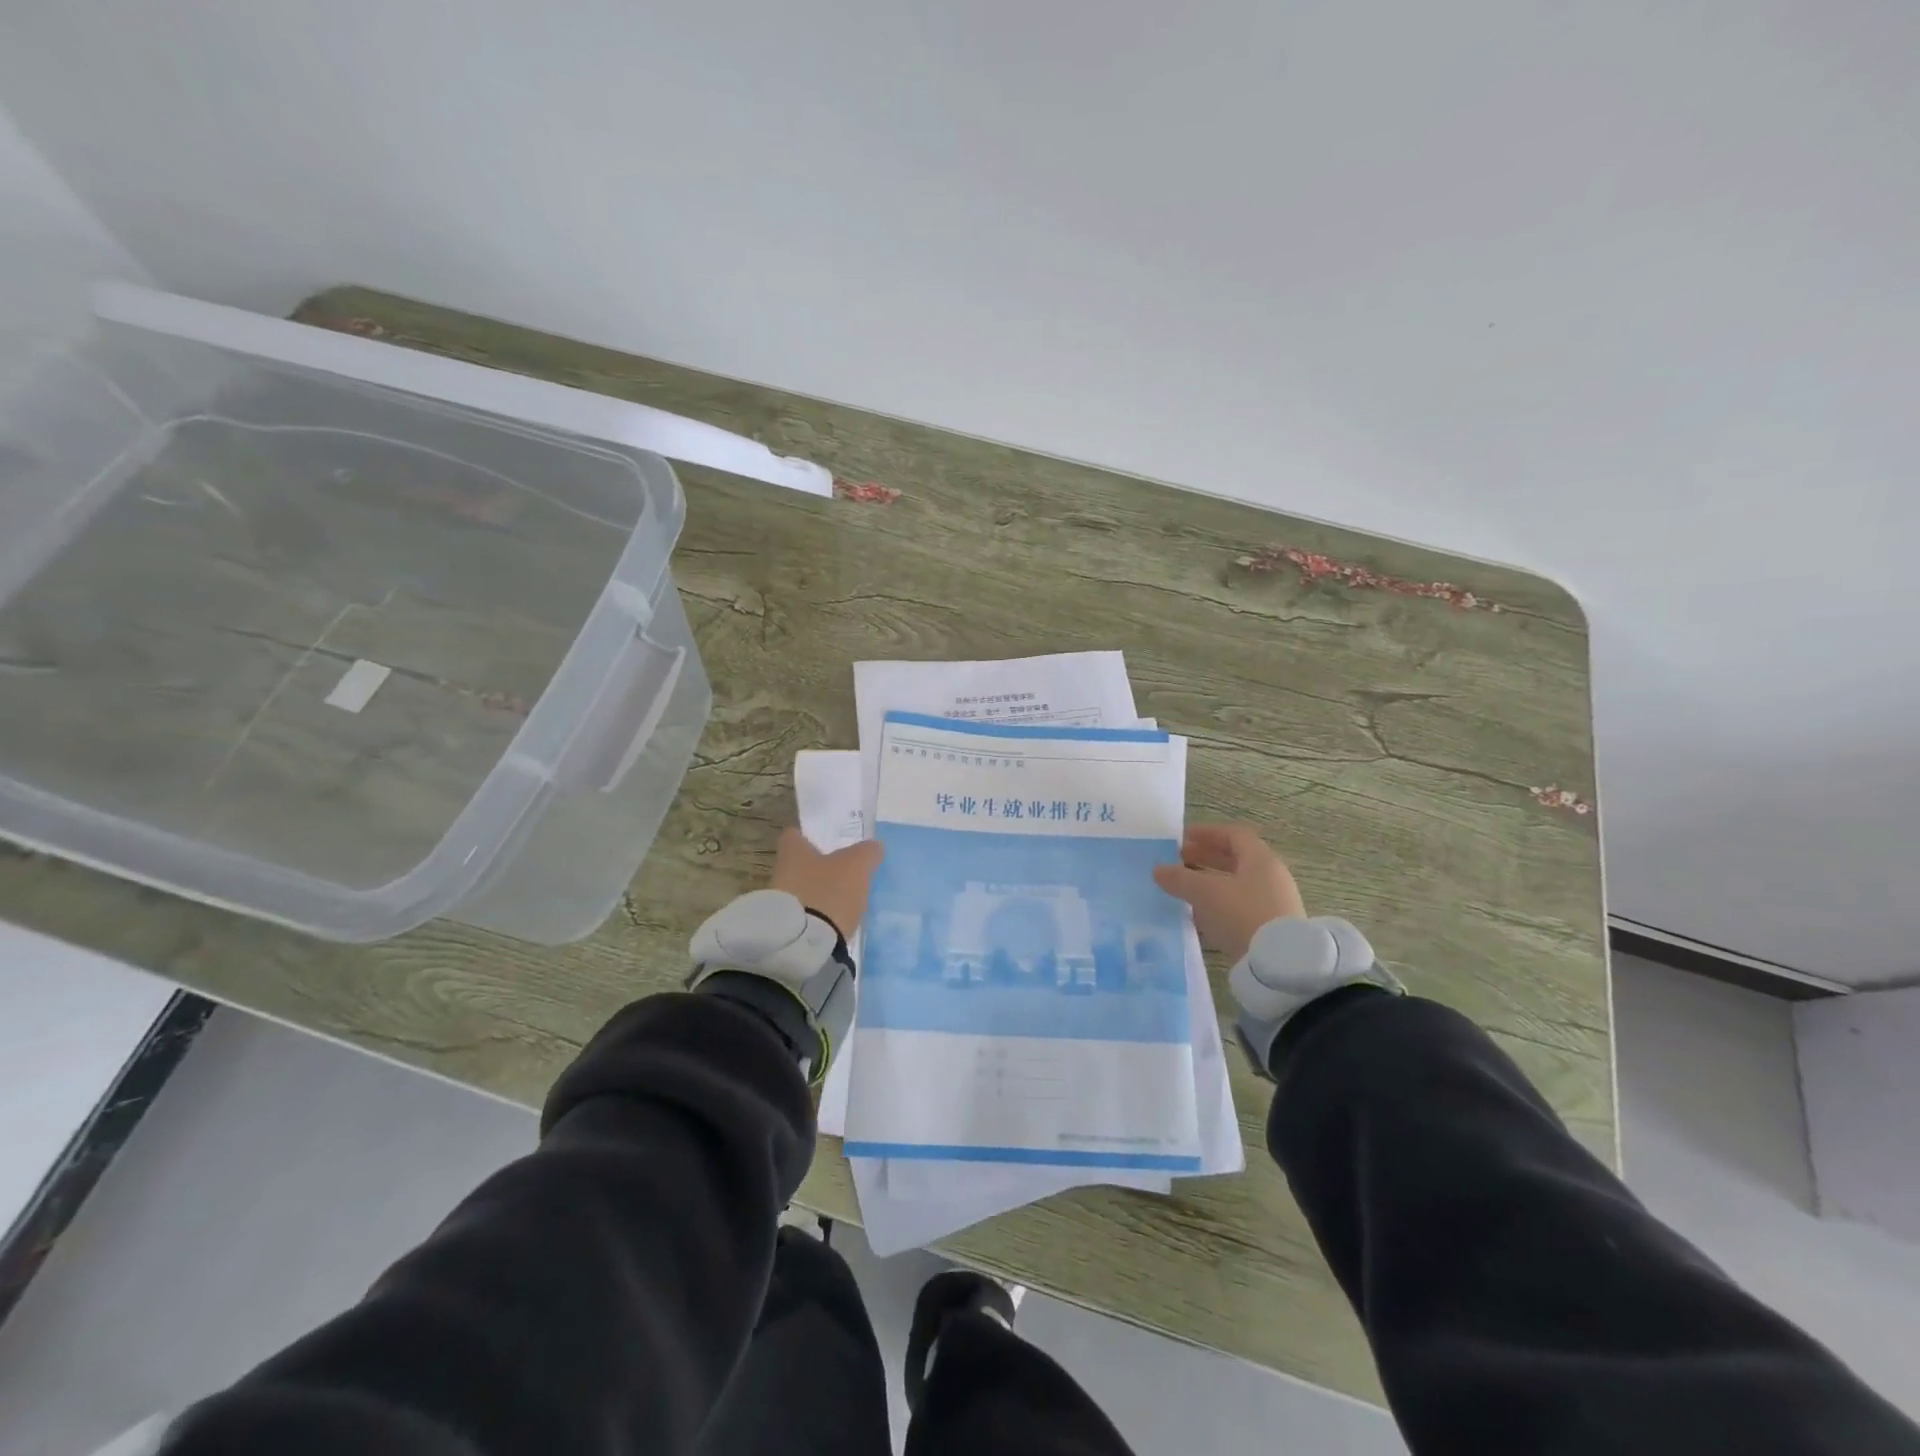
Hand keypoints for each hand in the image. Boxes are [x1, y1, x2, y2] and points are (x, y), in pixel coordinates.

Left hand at [771, 828, 884, 939]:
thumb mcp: (856, 866)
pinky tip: (836, 920)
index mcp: (793, 852)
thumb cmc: (828, 892)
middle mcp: (780, 873)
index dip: (810, 835)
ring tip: (844, 898)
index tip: (827, 840)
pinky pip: (806, 914)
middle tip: (844, 870)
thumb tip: (874, 846)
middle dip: (819, 867)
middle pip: (800, 864)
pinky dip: (819, 914)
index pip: (794, 835)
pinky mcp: (787, 929)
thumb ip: (867, 852)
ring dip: (820, 892)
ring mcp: (781, 904)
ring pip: (802, 890)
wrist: (805, 945)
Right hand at [1153, 824, 1305, 962]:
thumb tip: (1158, 869)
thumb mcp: (1205, 893)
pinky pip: (1240, 905)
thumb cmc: (1242, 915)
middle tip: (1178, 861)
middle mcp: (1271, 877)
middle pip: (1236, 859)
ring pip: (1236, 884)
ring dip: (1209, 881)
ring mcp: (1273, 903)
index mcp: (1260, 860)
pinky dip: (1218, 903)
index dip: (1207, 833)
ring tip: (1184, 887)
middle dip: (1204, 857)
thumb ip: (1180, 878)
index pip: (1234, 835)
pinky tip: (1199, 915)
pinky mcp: (1270, 927)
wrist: (1278, 966)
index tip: (1182, 838)